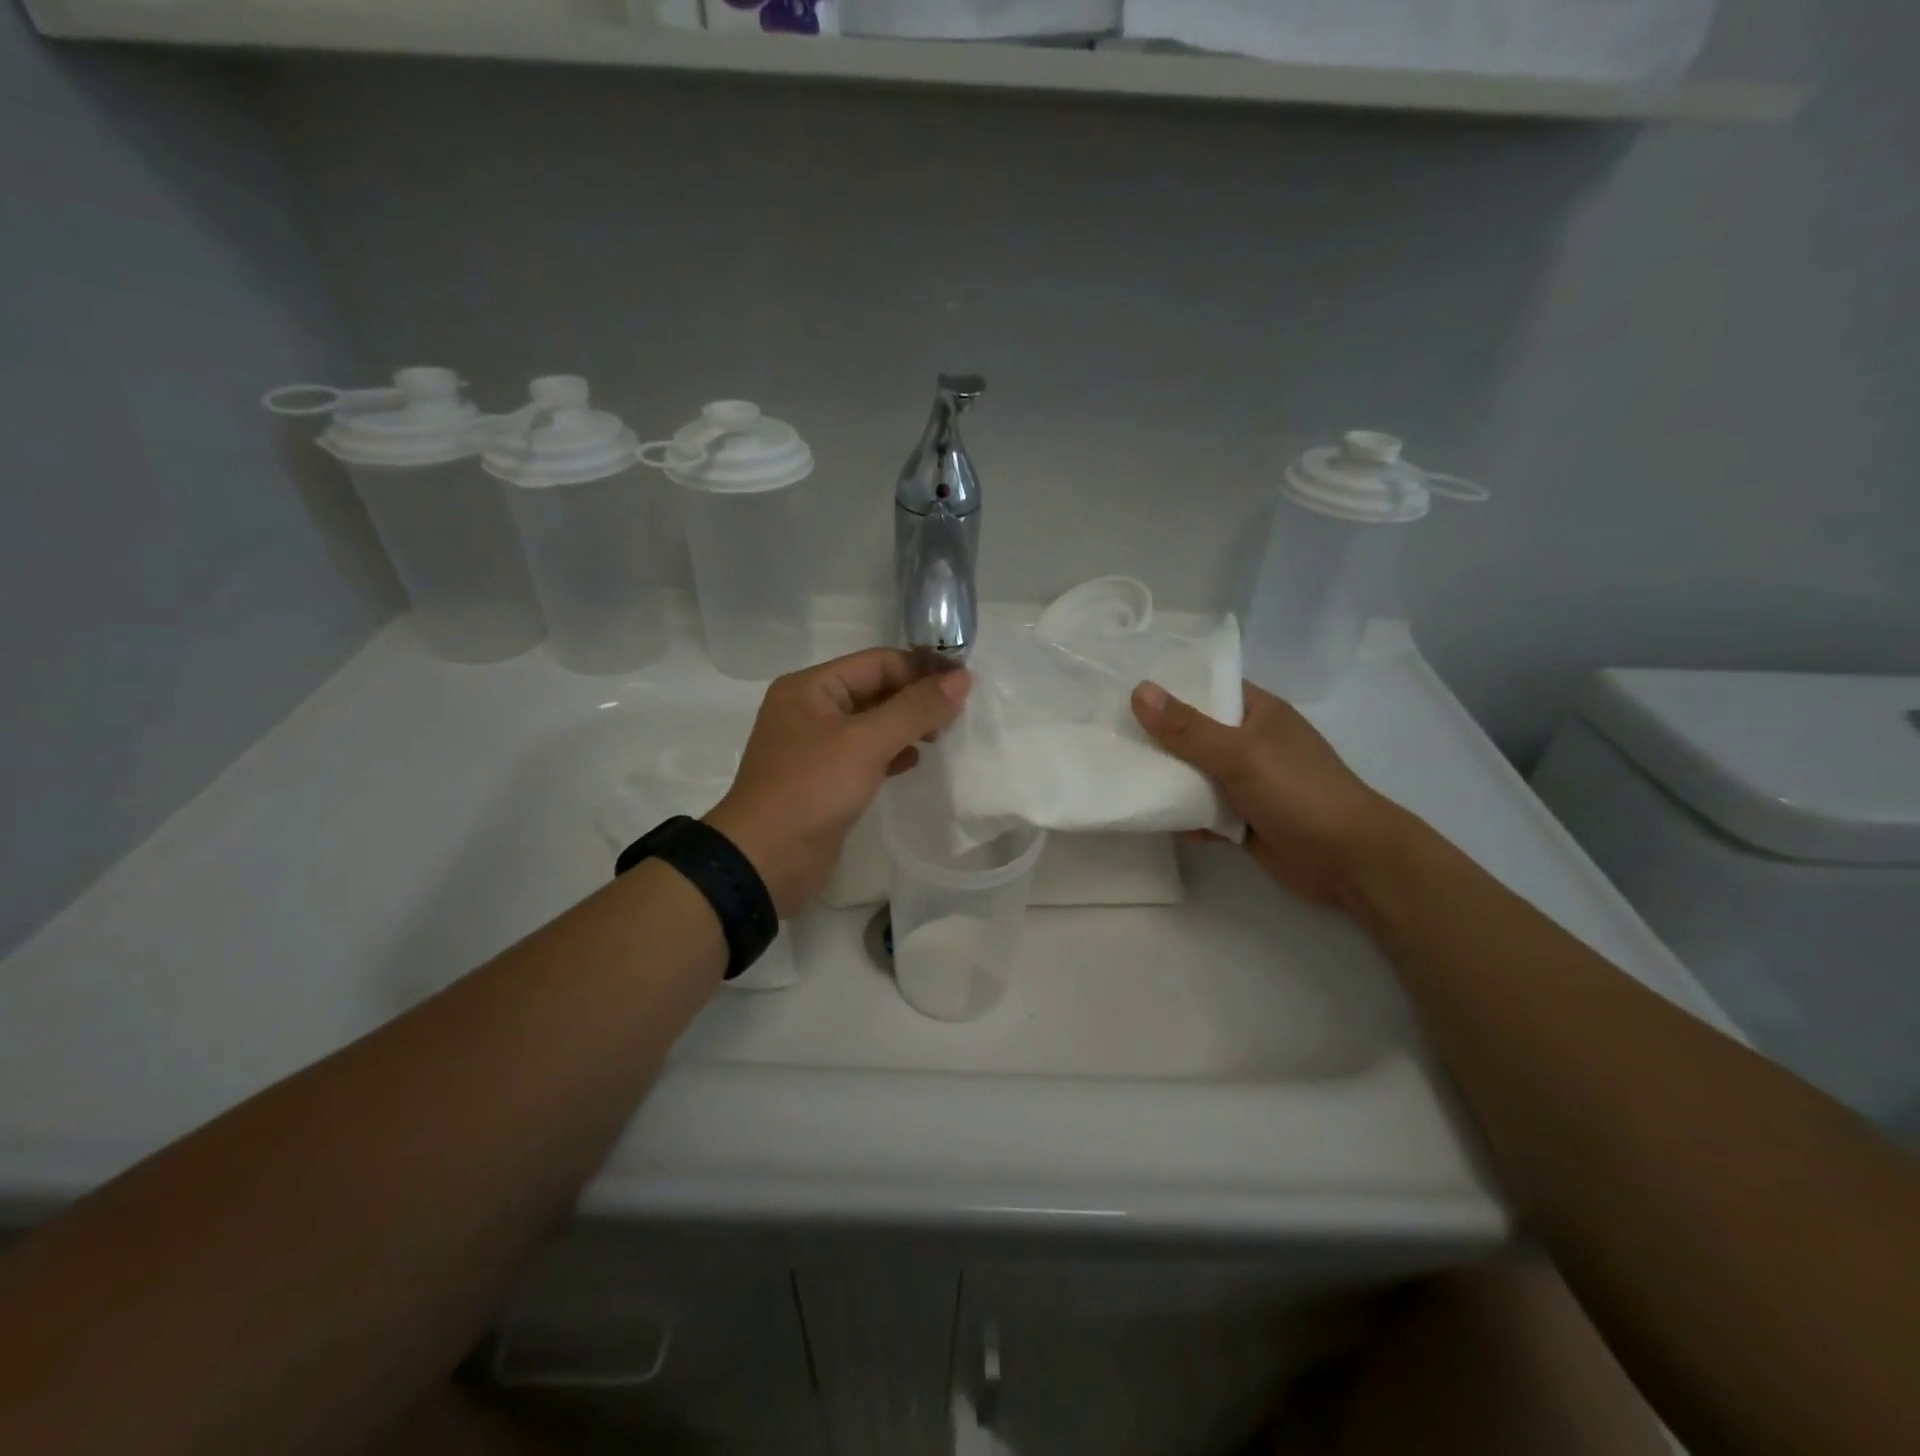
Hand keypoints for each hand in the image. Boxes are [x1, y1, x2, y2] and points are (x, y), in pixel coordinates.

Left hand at [706, 649, 971, 916]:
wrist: (765, 860)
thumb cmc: (812, 789)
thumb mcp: (866, 742)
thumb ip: (915, 709)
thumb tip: (962, 678)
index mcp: (811, 687)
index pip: (878, 662)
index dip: (922, 670)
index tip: (965, 685)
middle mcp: (811, 709)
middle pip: (875, 690)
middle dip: (916, 699)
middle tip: (957, 716)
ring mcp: (816, 747)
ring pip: (873, 724)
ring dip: (908, 727)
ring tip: (941, 738)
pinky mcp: (825, 780)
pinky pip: (866, 754)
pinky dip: (892, 754)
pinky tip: (915, 763)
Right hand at [1131, 679, 1405, 911]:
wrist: (1349, 862)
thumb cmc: (1299, 792)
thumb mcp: (1240, 753)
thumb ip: (1187, 728)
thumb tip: (1139, 691)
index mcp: (1258, 713)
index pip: (1207, 687)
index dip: (1167, 687)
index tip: (1120, 688)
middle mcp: (1250, 743)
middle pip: (1193, 734)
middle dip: (1156, 739)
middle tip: (1105, 736)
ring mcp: (1247, 784)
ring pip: (1194, 776)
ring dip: (1166, 781)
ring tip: (1117, 776)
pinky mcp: (1243, 820)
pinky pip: (1202, 812)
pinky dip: (1183, 817)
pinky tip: (1155, 820)